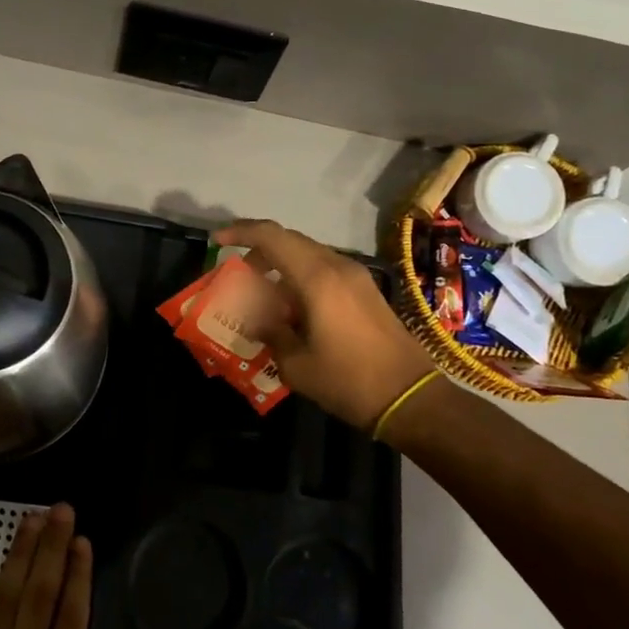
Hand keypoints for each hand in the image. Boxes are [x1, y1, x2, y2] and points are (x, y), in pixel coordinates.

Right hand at [216, 219, 437, 430]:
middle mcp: (337, 266)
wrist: (411, 397)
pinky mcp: (365, 291)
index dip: (241, 232)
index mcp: (316, 278)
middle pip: (289, 241)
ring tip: (261, 297)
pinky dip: (300, 277)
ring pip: (307, 254)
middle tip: (237, 274)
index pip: (271, 236)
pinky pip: (324, 269)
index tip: (217, 241)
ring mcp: (355, 277)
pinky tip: (292, 309)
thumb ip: (270, 332)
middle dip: (258, 251)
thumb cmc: (348, 380)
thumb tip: (256, 319)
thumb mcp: (296, 364)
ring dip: (280, 266)